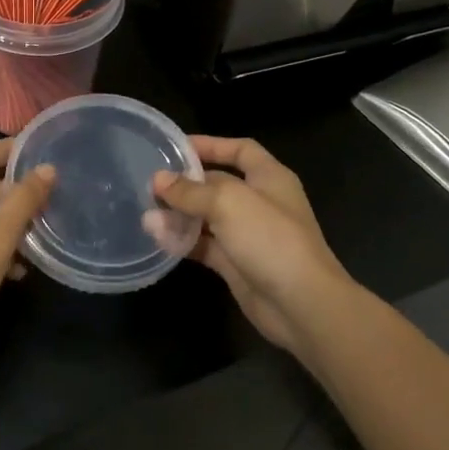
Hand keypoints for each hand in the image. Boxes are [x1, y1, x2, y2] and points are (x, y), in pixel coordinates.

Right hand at [151, 135, 353, 360]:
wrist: (301, 304)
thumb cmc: (270, 239)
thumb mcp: (228, 203)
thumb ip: (190, 191)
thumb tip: (158, 180)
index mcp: (269, 178)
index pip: (240, 150)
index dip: (211, 145)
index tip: (176, 148)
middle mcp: (259, 202)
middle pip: (218, 184)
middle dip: (186, 184)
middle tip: (150, 185)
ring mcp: (248, 235)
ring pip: (208, 218)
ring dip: (179, 215)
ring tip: (147, 214)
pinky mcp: (237, 264)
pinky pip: (205, 246)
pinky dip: (184, 241)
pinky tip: (159, 238)